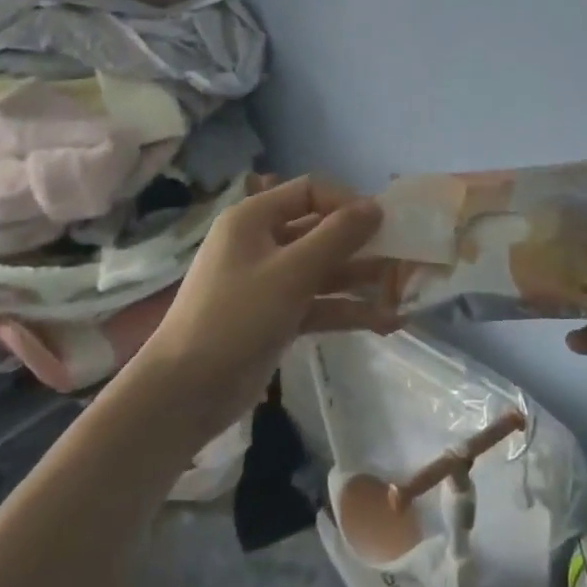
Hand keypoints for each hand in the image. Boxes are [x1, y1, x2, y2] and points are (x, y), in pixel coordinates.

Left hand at [136, 175, 396, 439]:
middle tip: (402, 257)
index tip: (380, 224)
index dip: (346, 202)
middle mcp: (262, 242)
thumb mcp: (292, 272)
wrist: (183, 395)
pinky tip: (385, 322)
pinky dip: (346, 309)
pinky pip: (317, 302)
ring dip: (360, 279)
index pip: (310, 191)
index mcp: (254, 218)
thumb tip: (375, 206)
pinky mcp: (274, 316)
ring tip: (402, 292)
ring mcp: (268, 281)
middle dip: (362, 244)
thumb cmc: (236, 318)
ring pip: (323, 269)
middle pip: (320, 230)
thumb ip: (337, 236)